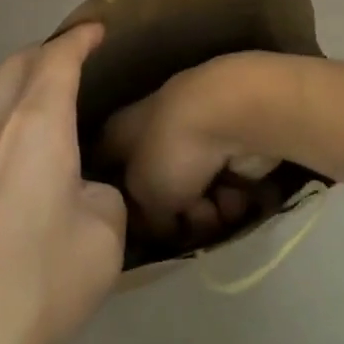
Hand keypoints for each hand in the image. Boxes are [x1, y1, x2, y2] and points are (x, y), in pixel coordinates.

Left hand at [0, 24, 125, 343]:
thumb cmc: (38, 283)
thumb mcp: (104, 237)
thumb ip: (103, 197)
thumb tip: (83, 194)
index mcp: (34, 125)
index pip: (57, 59)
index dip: (79, 39)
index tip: (97, 29)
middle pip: (13, 68)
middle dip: (45, 53)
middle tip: (74, 60)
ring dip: (21, 95)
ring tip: (53, 117)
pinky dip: (7, 135)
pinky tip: (25, 177)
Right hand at [100, 53, 285, 248]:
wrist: (232, 116)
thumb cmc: (171, 151)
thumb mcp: (144, 198)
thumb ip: (145, 219)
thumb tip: (160, 226)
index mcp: (122, 132)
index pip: (107, 167)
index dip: (117, 200)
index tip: (131, 228)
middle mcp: (155, 128)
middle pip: (159, 185)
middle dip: (175, 214)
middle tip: (183, 224)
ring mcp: (195, 132)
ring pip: (196, 188)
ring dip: (206, 211)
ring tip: (214, 210)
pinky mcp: (232, 140)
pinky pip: (225, 182)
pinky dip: (231, 194)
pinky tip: (236, 195)